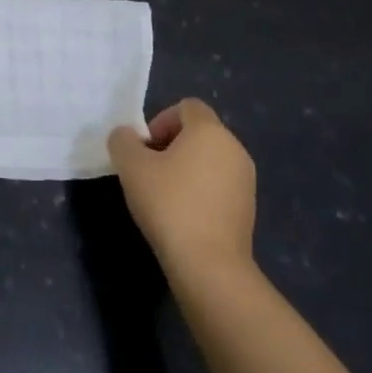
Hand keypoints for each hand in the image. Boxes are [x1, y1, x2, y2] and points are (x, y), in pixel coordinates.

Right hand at [108, 98, 256, 270]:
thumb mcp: (130, 166)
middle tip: (148, 172)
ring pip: (209, 160)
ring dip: (185, 169)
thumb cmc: (169, 204)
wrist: (209, 266)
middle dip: (170, 146)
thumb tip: (127, 137)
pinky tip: (182, 216)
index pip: (187, 107)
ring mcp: (246, 180)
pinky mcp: (248, 209)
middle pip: (198, 133)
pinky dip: (200, 191)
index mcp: (210, 131)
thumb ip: (123, 141)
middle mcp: (234, 148)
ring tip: (163, 196)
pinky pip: (219, 185)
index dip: (160, 120)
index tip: (145, 149)